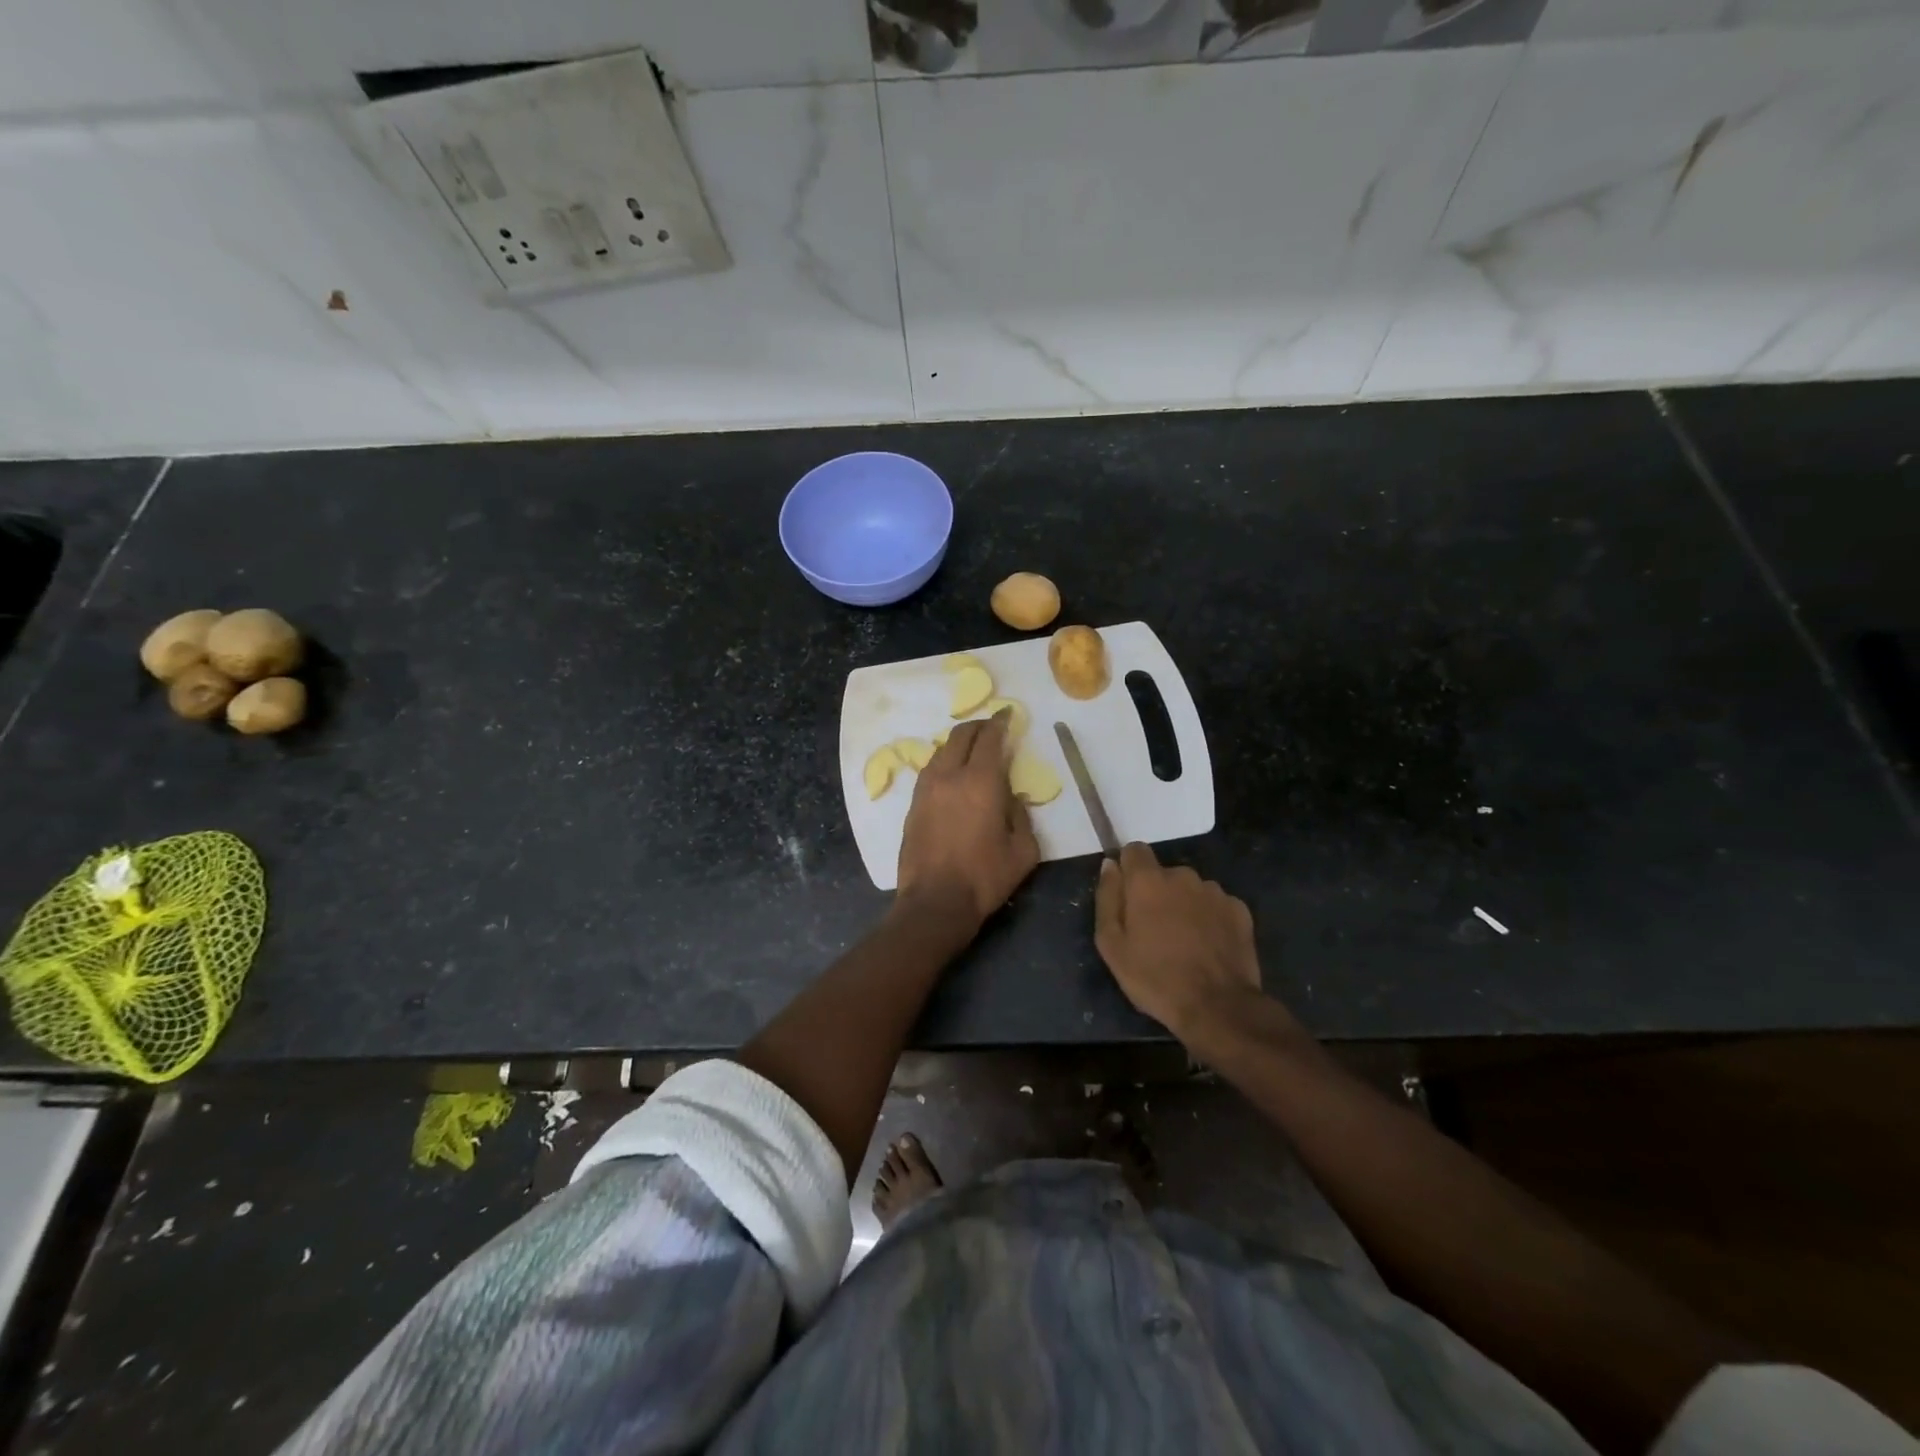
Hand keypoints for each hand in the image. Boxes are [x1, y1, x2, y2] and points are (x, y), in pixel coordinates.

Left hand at [895, 711, 1039, 928]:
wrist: (935, 902)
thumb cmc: (985, 877)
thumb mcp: (1023, 850)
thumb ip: (1021, 815)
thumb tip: (1010, 797)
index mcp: (981, 782)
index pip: (990, 738)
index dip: (1000, 722)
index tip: (1007, 714)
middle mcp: (950, 776)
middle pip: (961, 736)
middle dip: (978, 726)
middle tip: (991, 727)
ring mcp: (926, 789)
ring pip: (942, 751)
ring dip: (958, 743)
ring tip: (970, 748)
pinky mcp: (912, 805)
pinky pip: (930, 770)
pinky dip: (944, 762)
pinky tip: (950, 772)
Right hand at [1094, 842, 1263, 1039]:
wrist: (1217, 1007)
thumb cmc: (1154, 977)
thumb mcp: (1111, 944)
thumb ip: (1107, 898)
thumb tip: (1110, 865)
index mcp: (1148, 881)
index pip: (1134, 850)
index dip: (1128, 869)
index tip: (1127, 896)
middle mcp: (1183, 876)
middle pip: (1163, 874)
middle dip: (1157, 893)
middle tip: (1154, 931)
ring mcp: (1215, 891)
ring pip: (1191, 889)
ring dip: (1184, 905)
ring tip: (1184, 942)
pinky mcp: (1239, 910)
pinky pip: (1216, 905)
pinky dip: (1209, 918)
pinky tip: (1208, 946)